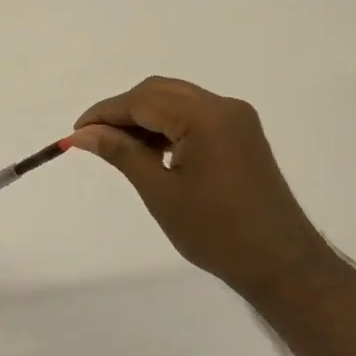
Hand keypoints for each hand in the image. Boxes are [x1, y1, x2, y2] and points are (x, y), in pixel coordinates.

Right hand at [69, 77, 334, 297]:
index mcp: (206, 117)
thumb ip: (121, 153)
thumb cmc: (216, 232)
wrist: (280, 263)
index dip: (105, 113)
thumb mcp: (160, 192)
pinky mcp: (242, 134)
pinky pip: (194, 116)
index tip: (75, 133)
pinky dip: (167, 126)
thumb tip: (83, 134)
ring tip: (118, 148)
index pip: (142, 100)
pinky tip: (151, 151)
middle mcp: (224, 107)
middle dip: (123, 111)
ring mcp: (237, 119)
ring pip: (176, 101)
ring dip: (144, 118)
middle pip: (159, 92)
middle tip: (93, 139)